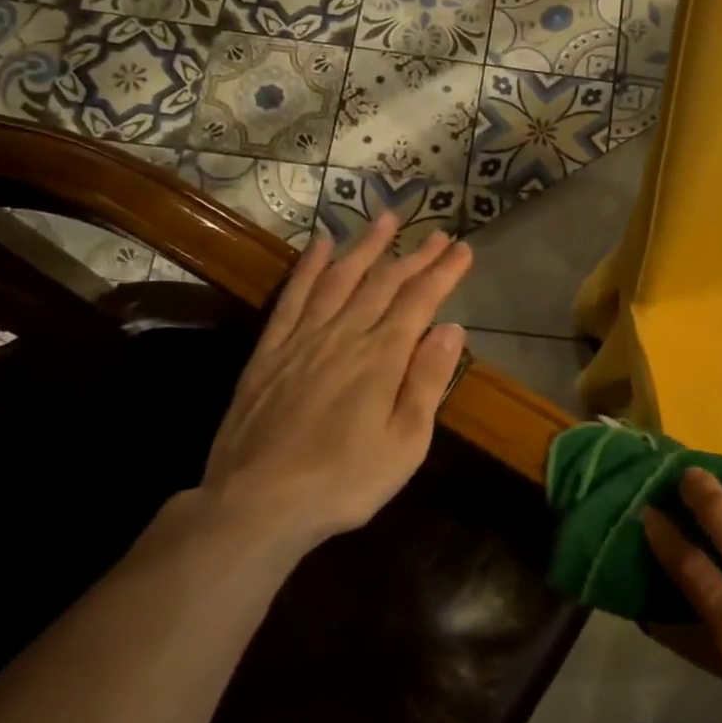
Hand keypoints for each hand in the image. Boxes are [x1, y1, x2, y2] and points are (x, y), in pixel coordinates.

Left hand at [191, 215, 470, 559]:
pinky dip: (309, 267)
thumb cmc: (345, 481)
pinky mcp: (270, 351)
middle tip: (437, 233)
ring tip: (386, 219)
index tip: (463, 249)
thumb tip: (452, 329)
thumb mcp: (406, 443)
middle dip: (414, 255)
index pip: (419, 302)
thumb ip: (427, 381)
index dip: (443, 273)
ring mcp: (303, 339)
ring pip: (340, 278)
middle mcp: (344, 335)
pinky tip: (319, 246)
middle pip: (384, 283)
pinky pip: (293, 296)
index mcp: (381, 358)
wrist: (257, 503)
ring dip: (365, 246)